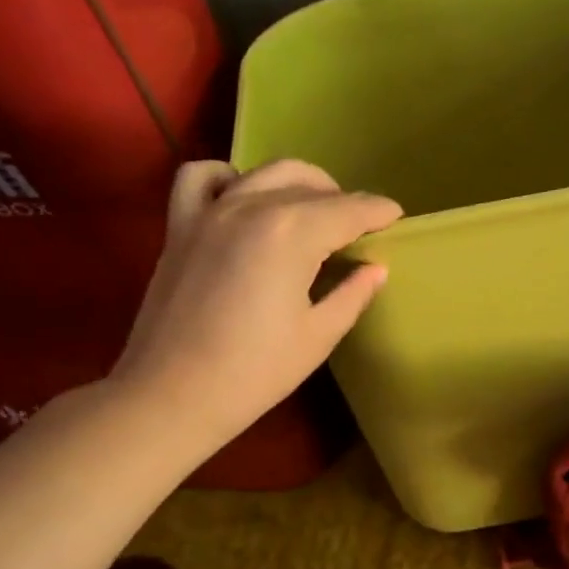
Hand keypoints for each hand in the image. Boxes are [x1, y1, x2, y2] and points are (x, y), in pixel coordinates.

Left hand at [107, 159, 400, 448]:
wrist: (171, 395)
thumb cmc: (254, 373)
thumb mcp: (318, 337)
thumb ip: (352, 294)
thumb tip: (375, 268)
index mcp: (293, 234)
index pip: (349, 210)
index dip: (378, 212)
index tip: (397, 216)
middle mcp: (252, 207)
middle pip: (310, 186)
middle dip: (343, 200)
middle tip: (357, 227)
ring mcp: (211, 211)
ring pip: (265, 172)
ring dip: (298, 183)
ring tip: (311, 208)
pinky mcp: (180, 225)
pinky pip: (201, 177)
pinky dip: (228, 177)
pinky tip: (242, 197)